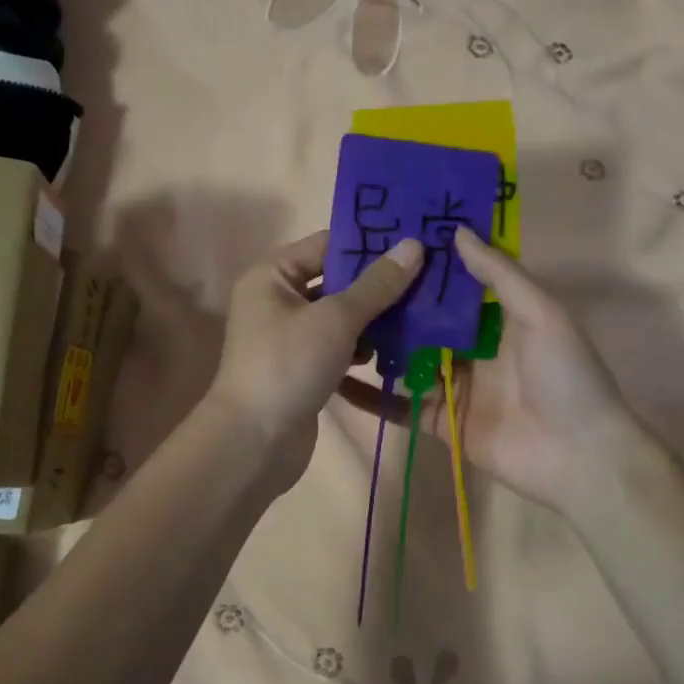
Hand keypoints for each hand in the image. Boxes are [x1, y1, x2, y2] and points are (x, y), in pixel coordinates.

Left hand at [208, 230, 424, 486]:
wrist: (254, 442)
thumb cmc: (289, 365)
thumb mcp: (336, 319)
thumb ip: (376, 285)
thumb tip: (414, 245)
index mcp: (273, 275)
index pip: (327, 245)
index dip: (370, 244)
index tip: (416, 241)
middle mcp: (277, 300)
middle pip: (337, 282)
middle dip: (379, 286)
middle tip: (429, 280)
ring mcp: (289, 337)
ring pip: (341, 318)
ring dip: (375, 320)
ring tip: (420, 317)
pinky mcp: (302, 369)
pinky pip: (338, 348)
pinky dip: (362, 350)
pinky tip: (394, 354)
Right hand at [340, 230, 643, 513]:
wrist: (578, 457)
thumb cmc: (565, 377)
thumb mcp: (541, 314)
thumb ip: (500, 275)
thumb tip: (457, 232)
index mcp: (501, 319)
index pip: (457, 285)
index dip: (427, 264)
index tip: (388, 238)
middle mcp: (475, 349)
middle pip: (426, 321)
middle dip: (393, 302)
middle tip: (346, 277)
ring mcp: (455, 387)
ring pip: (408, 360)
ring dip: (377, 345)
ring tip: (331, 320)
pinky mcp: (441, 422)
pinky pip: (401, 405)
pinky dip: (372, 396)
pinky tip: (337, 379)